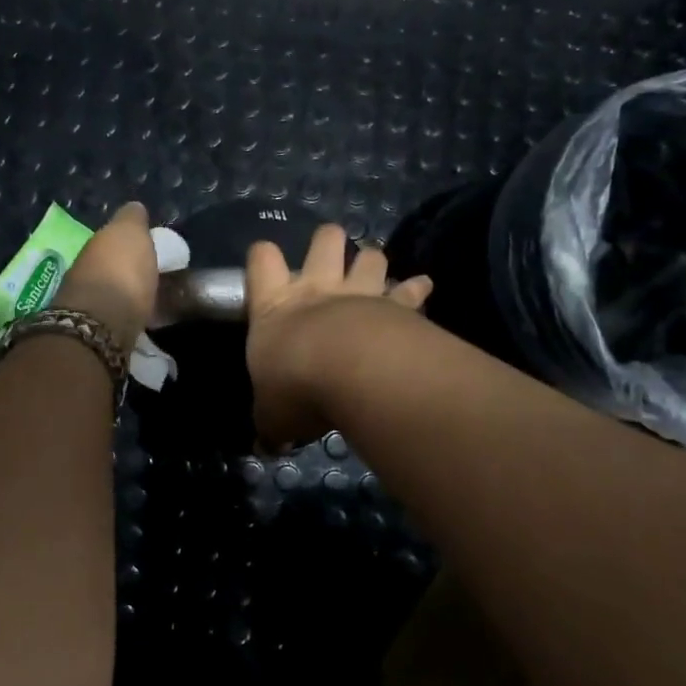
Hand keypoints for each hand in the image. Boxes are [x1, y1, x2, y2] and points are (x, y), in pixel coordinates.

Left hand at [53, 202, 159, 349]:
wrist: (100, 325)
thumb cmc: (120, 272)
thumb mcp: (130, 233)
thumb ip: (132, 220)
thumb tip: (134, 209)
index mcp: (94, 245)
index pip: (111, 238)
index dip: (128, 242)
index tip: (147, 248)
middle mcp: (83, 270)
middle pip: (107, 266)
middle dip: (123, 269)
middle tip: (149, 275)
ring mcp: (84, 303)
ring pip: (109, 292)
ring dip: (124, 294)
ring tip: (149, 300)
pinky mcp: (92, 332)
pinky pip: (114, 317)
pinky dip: (126, 316)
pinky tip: (140, 320)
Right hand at [246, 224, 431, 450]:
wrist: (351, 374)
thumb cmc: (296, 387)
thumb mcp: (272, 414)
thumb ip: (271, 422)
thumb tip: (268, 444)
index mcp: (275, 306)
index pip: (261, 261)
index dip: (263, 258)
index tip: (267, 265)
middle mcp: (317, 289)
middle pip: (324, 241)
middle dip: (328, 242)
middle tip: (330, 258)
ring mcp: (360, 293)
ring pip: (369, 255)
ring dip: (372, 260)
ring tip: (374, 272)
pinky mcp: (398, 306)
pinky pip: (411, 290)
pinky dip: (417, 289)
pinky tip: (424, 287)